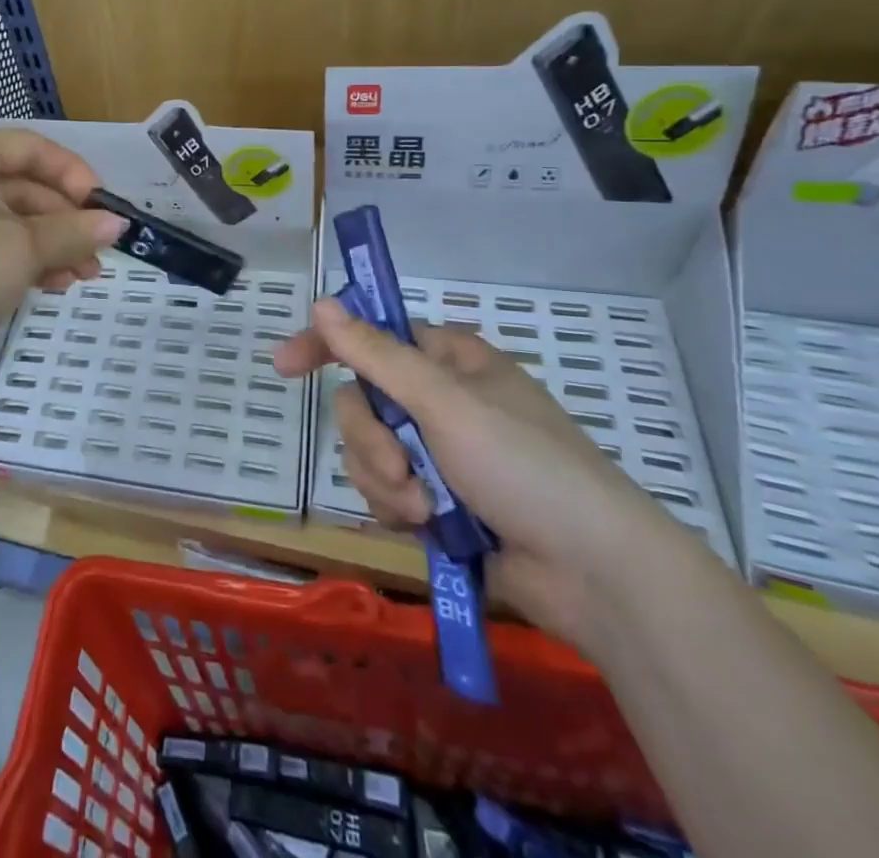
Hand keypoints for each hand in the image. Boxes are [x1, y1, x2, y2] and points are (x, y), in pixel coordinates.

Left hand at [0, 129, 125, 390]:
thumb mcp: (23, 251)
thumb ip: (74, 232)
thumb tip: (116, 223)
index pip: (33, 148)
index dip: (75, 175)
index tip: (104, 208)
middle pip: (22, 186)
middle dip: (65, 222)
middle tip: (99, 256)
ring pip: (6, 219)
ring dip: (47, 246)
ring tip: (82, 279)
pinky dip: (18, 259)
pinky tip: (49, 286)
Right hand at [275, 298, 668, 649]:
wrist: (594, 574)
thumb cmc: (526, 467)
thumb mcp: (446, 403)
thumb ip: (377, 356)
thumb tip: (322, 303)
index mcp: (448, 360)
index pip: (371, 337)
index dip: (326, 345)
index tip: (284, 366)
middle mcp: (438, 399)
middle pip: (361, 401)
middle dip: (371, 440)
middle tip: (400, 468)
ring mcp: (437, 452)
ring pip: (367, 450)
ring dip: (387, 482)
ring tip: (427, 509)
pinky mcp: (436, 499)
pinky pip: (385, 490)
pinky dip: (399, 508)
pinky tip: (429, 526)